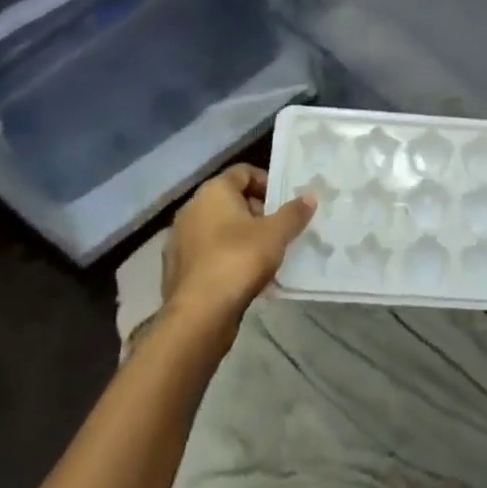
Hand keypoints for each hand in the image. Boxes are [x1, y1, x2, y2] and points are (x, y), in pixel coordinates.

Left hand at [161, 164, 315, 334]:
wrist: (198, 315)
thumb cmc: (238, 260)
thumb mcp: (276, 234)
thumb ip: (294, 213)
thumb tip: (310, 197)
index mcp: (213, 191)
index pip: (243, 172)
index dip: (266, 182)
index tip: (283, 202)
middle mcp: (192, 208)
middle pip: (229, 200)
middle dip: (256, 211)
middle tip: (278, 229)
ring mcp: (180, 239)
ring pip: (217, 228)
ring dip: (240, 236)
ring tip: (264, 255)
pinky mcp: (176, 268)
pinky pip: (207, 252)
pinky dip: (225, 257)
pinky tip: (243, 276)